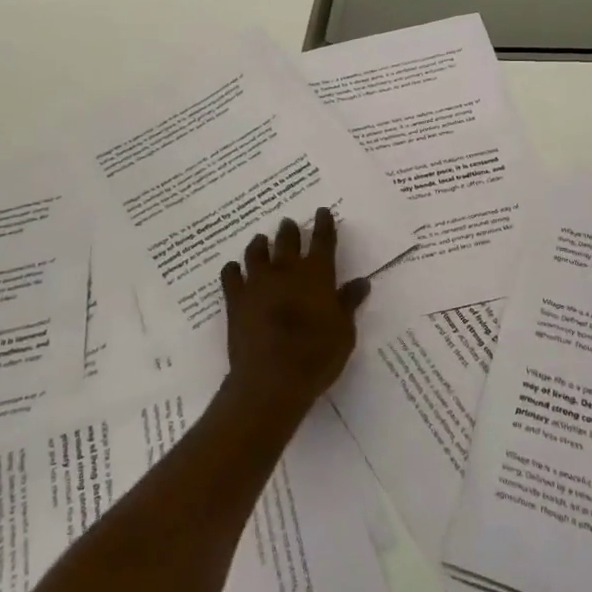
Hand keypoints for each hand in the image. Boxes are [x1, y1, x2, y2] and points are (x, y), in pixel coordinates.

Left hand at [218, 208, 369, 419]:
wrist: (271, 379)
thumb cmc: (317, 356)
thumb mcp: (344, 332)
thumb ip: (349, 303)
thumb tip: (361, 282)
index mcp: (317, 274)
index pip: (323, 240)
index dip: (324, 224)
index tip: (322, 212)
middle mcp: (286, 270)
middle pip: (287, 240)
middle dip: (290, 230)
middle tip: (289, 223)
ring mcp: (258, 282)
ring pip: (256, 252)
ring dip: (260, 244)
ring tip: (261, 239)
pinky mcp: (236, 299)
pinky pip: (230, 276)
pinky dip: (233, 269)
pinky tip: (233, 269)